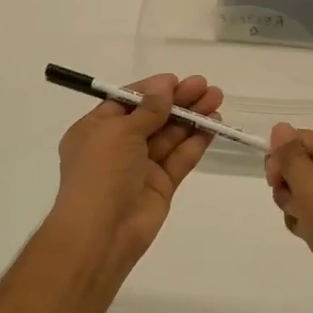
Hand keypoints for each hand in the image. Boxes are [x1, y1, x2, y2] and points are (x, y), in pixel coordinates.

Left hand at [48, 74, 224, 281]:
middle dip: (178, 101)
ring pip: (169, 136)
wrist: (102, 232)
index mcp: (96, 129)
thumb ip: (147, 109)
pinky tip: (213, 126)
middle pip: (152, 116)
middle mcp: (117, 146)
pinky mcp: (160, 186)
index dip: (152, 90)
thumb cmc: (101, 173)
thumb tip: (164, 86)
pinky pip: (179, 158)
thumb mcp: (119, 132)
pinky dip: (195, 142)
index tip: (177, 80)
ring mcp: (140, 167)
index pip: (127, 101)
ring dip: (191, 117)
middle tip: (206, 86)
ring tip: (216, 100)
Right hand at [265, 125, 312, 312]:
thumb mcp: (311, 185)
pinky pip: (312, 213)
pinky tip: (310, 236)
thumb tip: (280, 127)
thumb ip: (291, 155)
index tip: (274, 181)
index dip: (281, 157)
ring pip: (301, 191)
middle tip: (297, 204)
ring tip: (307, 224)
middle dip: (287, 184)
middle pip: (299, 164)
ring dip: (294, 207)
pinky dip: (304, 223)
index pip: (299, 139)